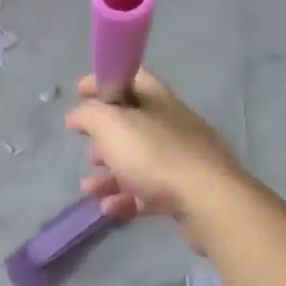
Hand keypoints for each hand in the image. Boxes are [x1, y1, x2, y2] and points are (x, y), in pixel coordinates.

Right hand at [65, 68, 247, 223]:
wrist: (208, 202)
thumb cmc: (155, 155)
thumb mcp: (111, 126)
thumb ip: (89, 114)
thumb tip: (77, 113)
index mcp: (157, 99)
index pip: (130, 77)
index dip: (103, 80)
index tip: (78, 92)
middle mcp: (171, 124)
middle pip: (132, 123)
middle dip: (103, 137)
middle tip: (88, 151)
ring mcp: (181, 158)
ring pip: (137, 160)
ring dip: (109, 172)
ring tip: (89, 188)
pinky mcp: (185, 191)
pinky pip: (148, 190)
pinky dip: (126, 197)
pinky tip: (109, 208)